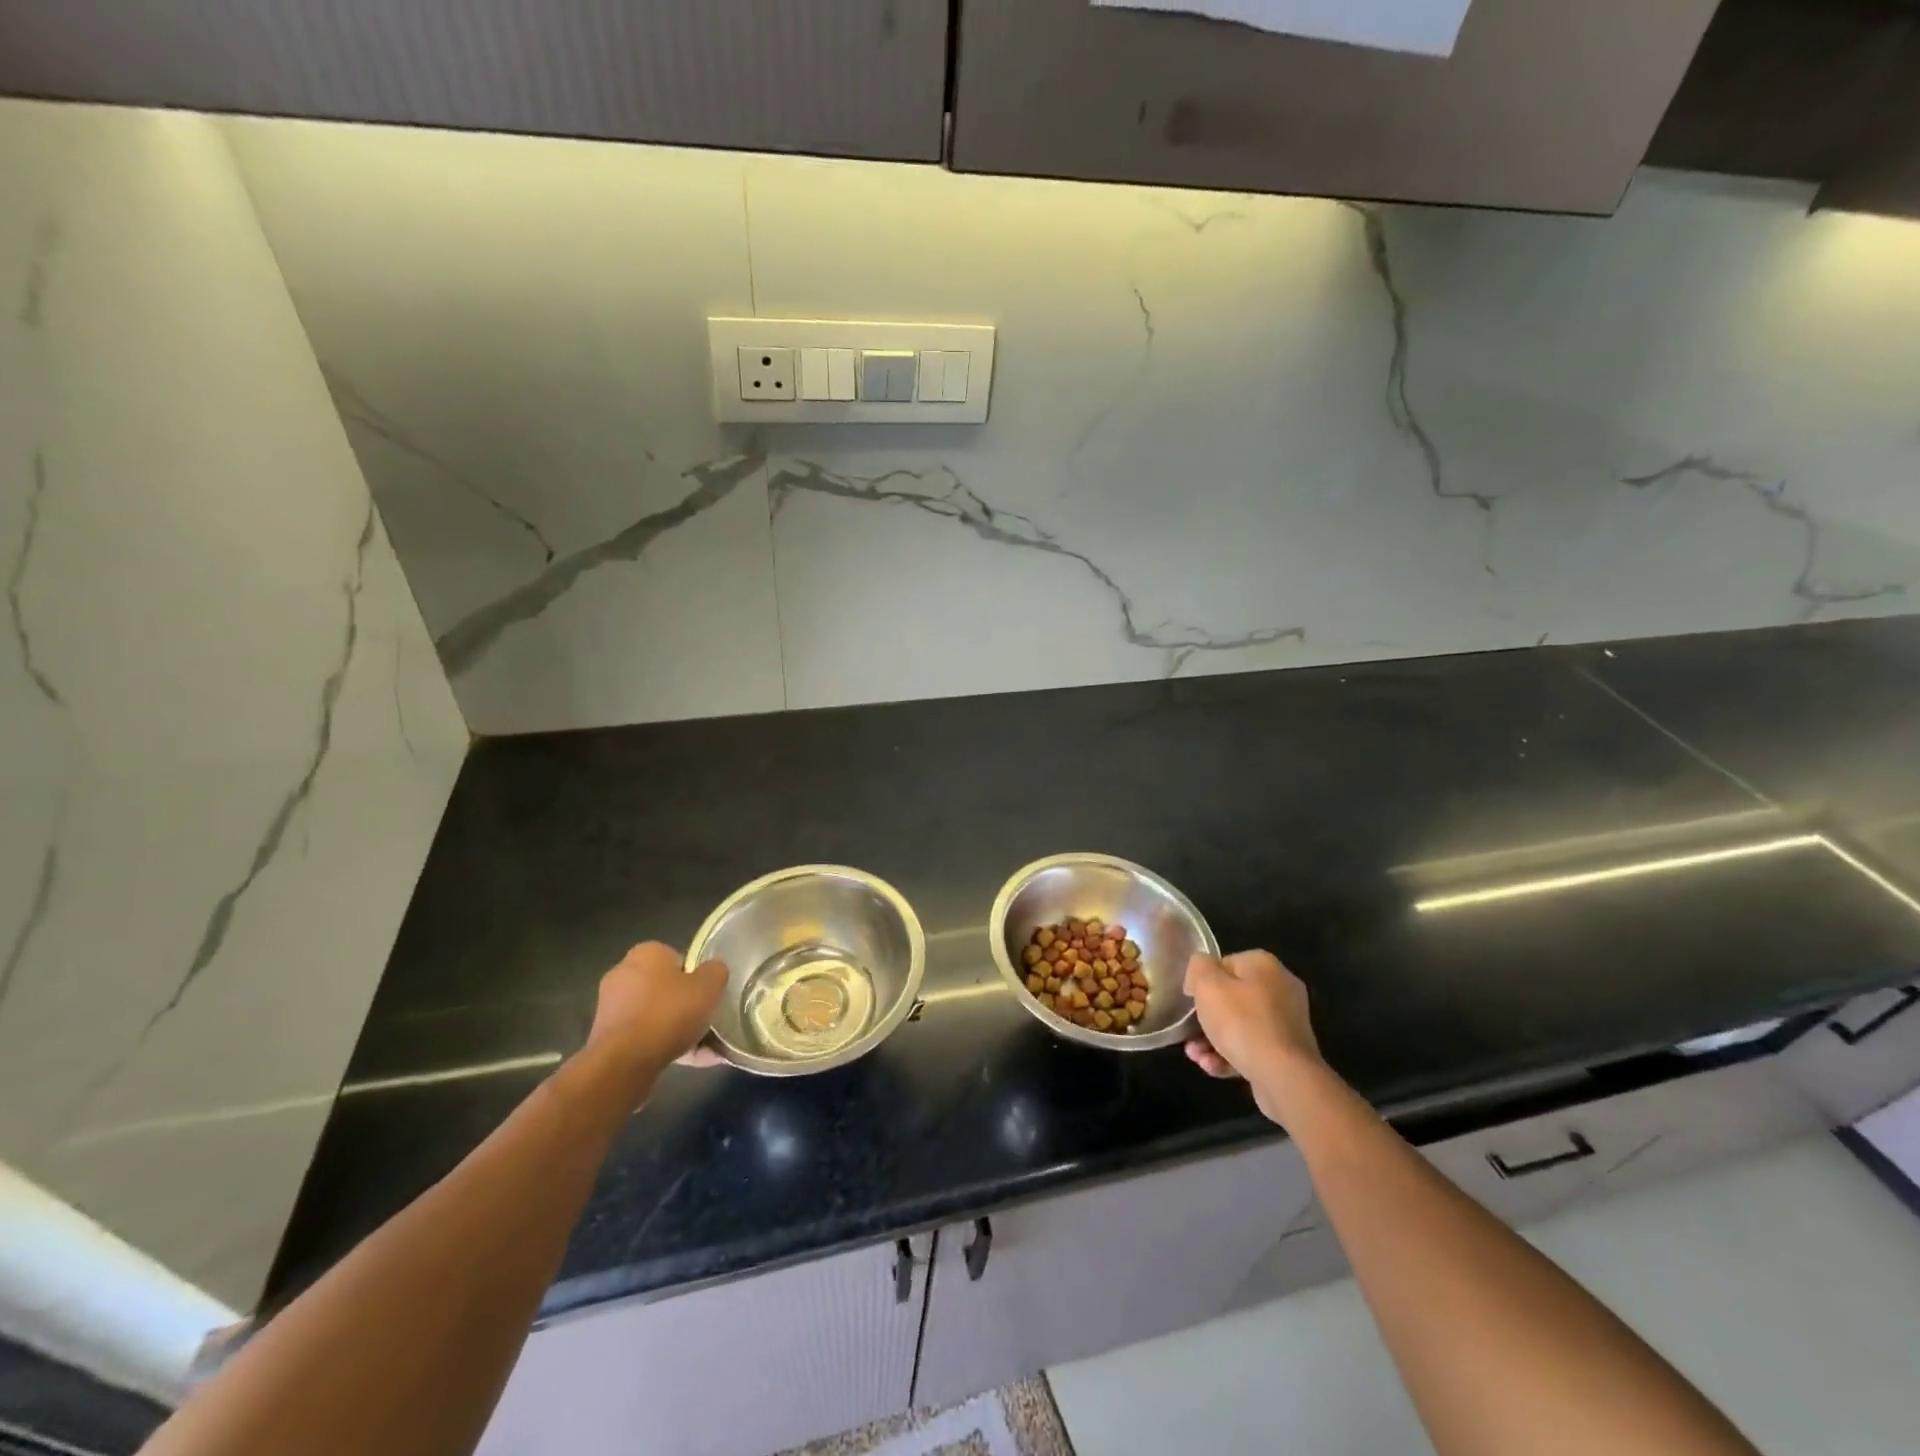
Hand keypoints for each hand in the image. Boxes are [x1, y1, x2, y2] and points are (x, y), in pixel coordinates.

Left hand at [586, 942, 728, 1078]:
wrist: (624, 1062)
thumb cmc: (668, 1013)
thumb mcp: (708, 986)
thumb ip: (716, 972)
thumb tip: (714, 971)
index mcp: (646, 953)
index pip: (678, 958)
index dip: (697, 976)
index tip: (708, 994)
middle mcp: (624, 974)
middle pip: (666, 988)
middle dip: (686, 1005)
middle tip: (708, 1020)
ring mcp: (612, 1008)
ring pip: (656, 1015)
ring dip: (678, 1029)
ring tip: (706, 1049)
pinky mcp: (607, 1038)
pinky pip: (645, 1037)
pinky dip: (665, 1046)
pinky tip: (692, 1061)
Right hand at [1183, 950, 1324, 1125]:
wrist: (1284, 1076)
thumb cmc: (1242, 1023)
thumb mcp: (1207, 984)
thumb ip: (1198, 966)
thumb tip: (1200, 973)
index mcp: (1264, 965)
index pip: (1224, 964)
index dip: (1203, 982)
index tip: (1191, 1001)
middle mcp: (1281, 988)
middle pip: (1232, 998)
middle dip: (1206, 1018)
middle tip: (1189, 1034)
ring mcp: (1287, 1023)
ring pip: (1241, 1026)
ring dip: (1214, 1040)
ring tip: (1195, 1056)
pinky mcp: (1289, 1053)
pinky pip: (1253, 1047)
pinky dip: (1231, 1056)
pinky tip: (1213, 1067)